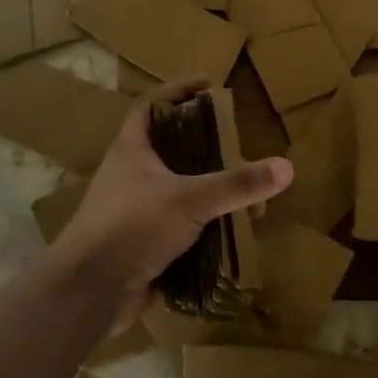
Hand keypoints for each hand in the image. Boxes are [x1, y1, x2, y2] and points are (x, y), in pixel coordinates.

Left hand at [51, 79, 292, 333]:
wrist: (90, 292)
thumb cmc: (133, 227)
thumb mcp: (190, 199)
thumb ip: (238, 184)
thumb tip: (287, 167)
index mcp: (132, 151)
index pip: (151, 107)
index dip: (177, 91)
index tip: (209, 85)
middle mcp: (132, 176)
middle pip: (173, 150)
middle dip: (209, 150)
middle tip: (242, 149)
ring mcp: (137, 212)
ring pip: (182, 192)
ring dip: (214, 195)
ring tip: (250, 201)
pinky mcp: (146, 245)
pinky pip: (183, 227)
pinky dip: (208, 228)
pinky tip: (234, 233)